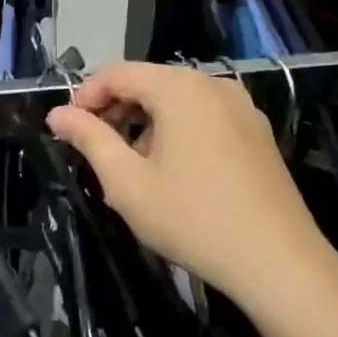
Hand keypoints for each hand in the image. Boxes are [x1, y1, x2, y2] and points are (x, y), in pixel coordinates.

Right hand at [46, 62, 337, 319]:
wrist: (280, 264)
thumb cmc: (193, 219)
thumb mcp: (127, 182)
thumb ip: (88, 139)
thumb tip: (57, 114)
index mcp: (180, 88)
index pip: (117, 72)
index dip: (86, 95)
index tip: (68, 128)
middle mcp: (213, 85)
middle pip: (149, 82)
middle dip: (116, 109)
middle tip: (95, 148)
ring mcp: (242, 107)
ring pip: (177, 99)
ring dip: (145, 121)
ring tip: (131, 164)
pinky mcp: (258, 132)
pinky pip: (204, 115)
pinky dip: (177, 130)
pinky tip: (172, 170)